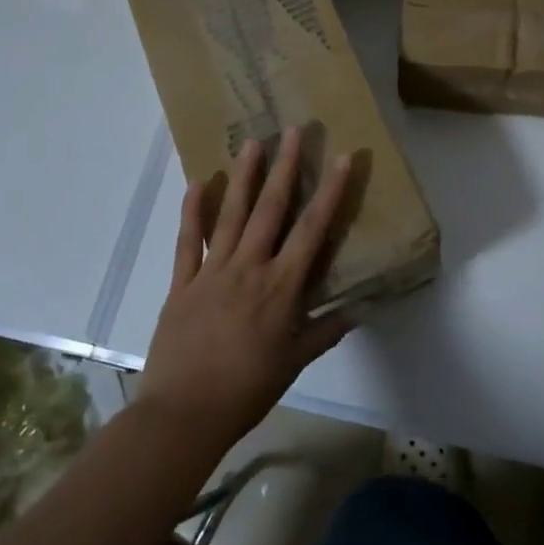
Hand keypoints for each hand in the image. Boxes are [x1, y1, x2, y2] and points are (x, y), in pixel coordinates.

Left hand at [136, 129, 354, 452]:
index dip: (330, 192)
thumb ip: (326, 330)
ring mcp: (212, 272)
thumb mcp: (294, 362)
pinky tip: (198, 182)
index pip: (312, 230)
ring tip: (252, 142)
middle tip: (295, 130)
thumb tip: (361, 308)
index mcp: (281, 288)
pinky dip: (192, 211)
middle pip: (271, 209)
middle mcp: (249, 268)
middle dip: (286, 167)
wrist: (184, 414)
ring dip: (244, 177)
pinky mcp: (182, 282)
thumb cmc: (247, 390)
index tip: (342, 158)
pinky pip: (188, 241)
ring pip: (231, 215)